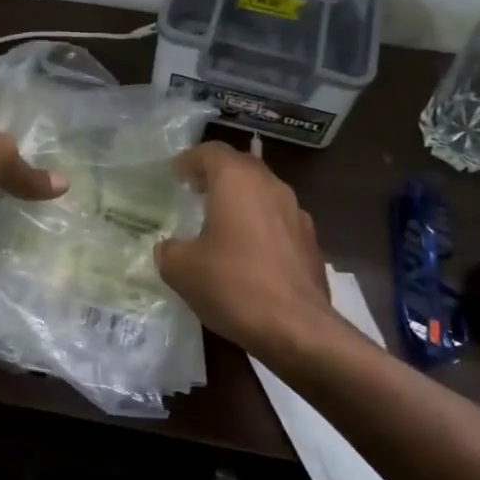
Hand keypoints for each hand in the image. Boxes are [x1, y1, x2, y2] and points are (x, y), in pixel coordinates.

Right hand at [155, 142, 336, 359]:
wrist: (297, 328)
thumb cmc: (233, 285)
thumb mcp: (181, 268)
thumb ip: (169, 250)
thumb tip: (171, 248)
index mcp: (237, 181)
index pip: (211, 151)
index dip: (189, 159)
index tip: (175, 175)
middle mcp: (271, 187)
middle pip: (241, 166)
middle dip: (216, 175)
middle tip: (194, 191)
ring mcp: (297, 214)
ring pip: (263, 193)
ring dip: (240, 200)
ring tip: (219, 222)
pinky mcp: (310, 243)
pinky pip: (278, 221)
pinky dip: (259, 225)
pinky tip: (247, 253)